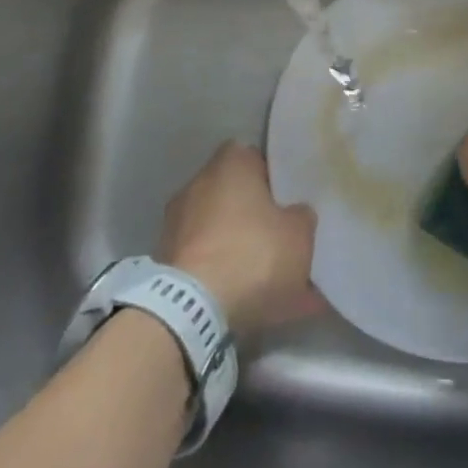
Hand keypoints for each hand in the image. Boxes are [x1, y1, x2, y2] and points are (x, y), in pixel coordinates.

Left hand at [157, 141, 321, 336]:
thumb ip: (301, 217)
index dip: (275, 179)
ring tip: (276, 284)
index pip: (256, 158)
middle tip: (285, 241)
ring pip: (224, 234)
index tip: (291, 201)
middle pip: (237, 197)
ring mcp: (178, 224)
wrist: (193, 308)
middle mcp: (199, 184)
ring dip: (244, 252)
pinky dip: (227, 279)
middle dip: (258, 219)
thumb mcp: (299, 234)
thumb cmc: (252, 254)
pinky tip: (255, 305)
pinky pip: (209, 264)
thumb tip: (295, 213)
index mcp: (230, 164)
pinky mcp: (167, 262)